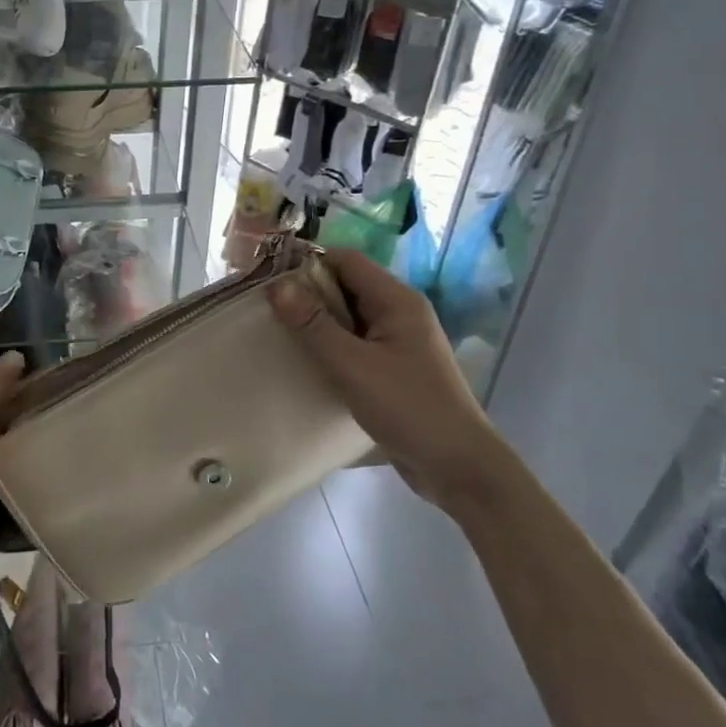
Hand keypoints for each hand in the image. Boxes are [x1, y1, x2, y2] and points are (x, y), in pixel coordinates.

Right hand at [268, 249, 513, 510]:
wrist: (458, 466)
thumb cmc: (408, 407)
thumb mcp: (352, 365)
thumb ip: (313, 324)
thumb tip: (277, 285)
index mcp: (397, 300)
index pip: (346, 260)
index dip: (308, 262)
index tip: (269, 278)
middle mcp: (401, 312)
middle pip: (347, 285)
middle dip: (308, 293)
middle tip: (267, 308)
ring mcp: (401, 340)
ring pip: (350, 315)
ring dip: (318, 321)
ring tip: (279, 332)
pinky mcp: (396, 366)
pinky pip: (357, 341)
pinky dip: (332, 344)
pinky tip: (308, 361)